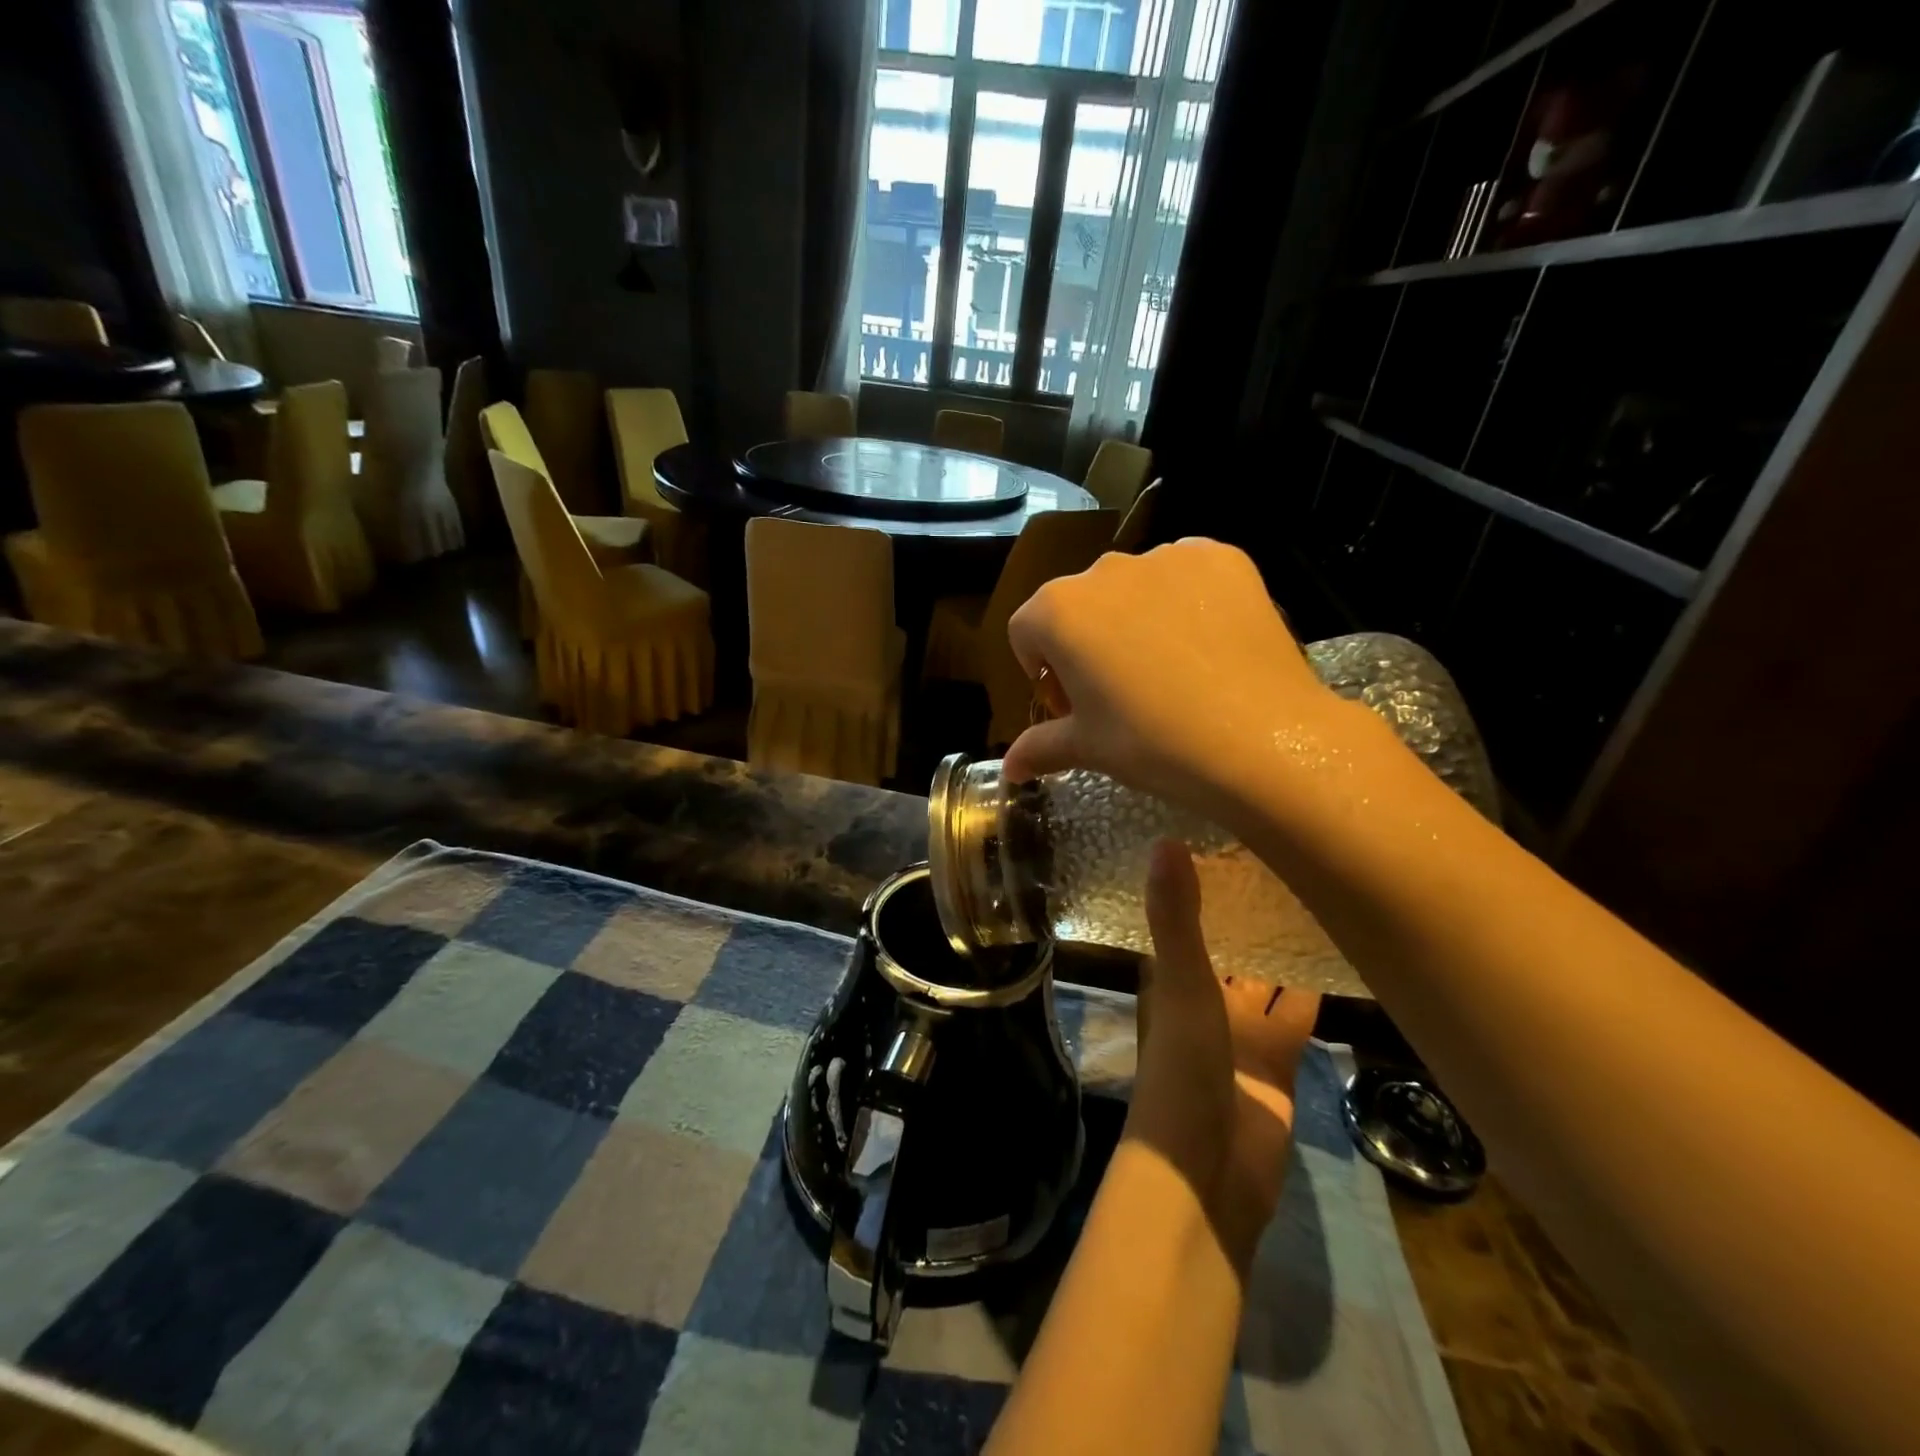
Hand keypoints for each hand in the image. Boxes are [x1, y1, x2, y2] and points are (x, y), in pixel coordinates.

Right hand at [1002, 540, 1341, 824]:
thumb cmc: (1154, 744)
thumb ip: (1040, 747)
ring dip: (1135, 620)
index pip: (1026, 632)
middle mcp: (1104, 569)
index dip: (1043, 673)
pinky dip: (1186, 602)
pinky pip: (1186, 576)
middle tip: (1121, 694)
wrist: (1262, 739)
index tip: (1072, 707)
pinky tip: (1207, 646)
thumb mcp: (1089, 748)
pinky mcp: (1221, 556)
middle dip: (1087, 644)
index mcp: (1058, 610)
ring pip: (1133, 588)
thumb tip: (1009, 767)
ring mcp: (1167, 557)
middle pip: (1079, 605)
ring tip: (1171, 672)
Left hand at [1125, 839, 1320, 1270]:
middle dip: (1249, 910)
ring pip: (1267, 977)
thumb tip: (1165, 838)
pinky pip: (1299, 1015)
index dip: (1200, 880)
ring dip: (1284, 947)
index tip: (1227, 832)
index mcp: (1170, 976)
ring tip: (1322, 891)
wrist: (1207, 1173)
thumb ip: (1175, 916)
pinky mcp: (1280, 1062)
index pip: (1184, 915)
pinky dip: (1314, 990)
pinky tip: (1342, 953)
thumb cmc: (1182, 1068)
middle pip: (1229, 944)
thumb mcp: (1180, 984)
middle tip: (1288, 852)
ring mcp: (1242, 1030)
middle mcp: (1204, 996)